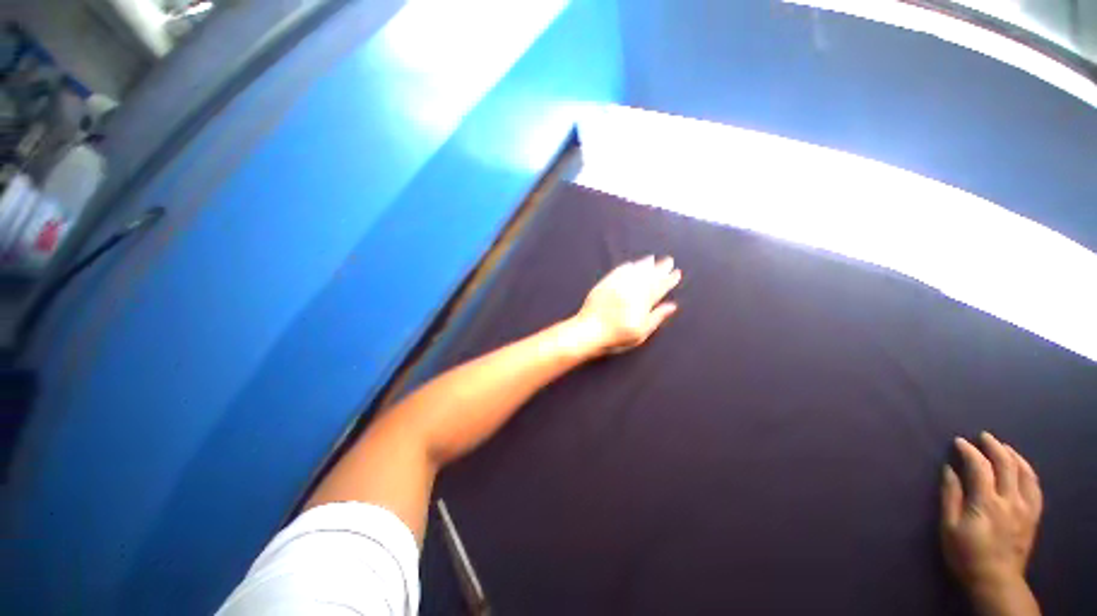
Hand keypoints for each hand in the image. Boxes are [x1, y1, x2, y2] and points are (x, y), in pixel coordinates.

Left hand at [570, 256, 681, 356]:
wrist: (588, 331)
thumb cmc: (616, 337)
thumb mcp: (640, 333)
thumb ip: (656, 317)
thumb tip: (672, 306)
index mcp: (641, 302)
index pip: (659, 288)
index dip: (669, 280)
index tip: (677, 273)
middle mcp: (630, 290)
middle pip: (648, 276)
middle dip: (660, 268)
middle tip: (669, 260)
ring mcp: (616, 285)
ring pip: (634, 271)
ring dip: (644, 264)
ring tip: (652, 259)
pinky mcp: (604, 284)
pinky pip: (617, 271)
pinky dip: (626, 267)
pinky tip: (631, 264)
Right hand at [942, 433, 1042, 614]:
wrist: (996, 582)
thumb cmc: (965, 555)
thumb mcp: (949, 528)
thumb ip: (950, 497)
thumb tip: (949, 469)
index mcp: (986, 502)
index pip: (980, 468)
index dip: (969, 451)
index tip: (959, 441)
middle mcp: (1009, 500)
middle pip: (1006, 465)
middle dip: (994, 447)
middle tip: (983, 436)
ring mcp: (1025, 508)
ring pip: (1025, 473)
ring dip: (1013, 456)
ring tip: (1003, 447)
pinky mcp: (1033, 516)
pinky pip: (1035, 488)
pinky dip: (1029, 472)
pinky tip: (1023, 468)